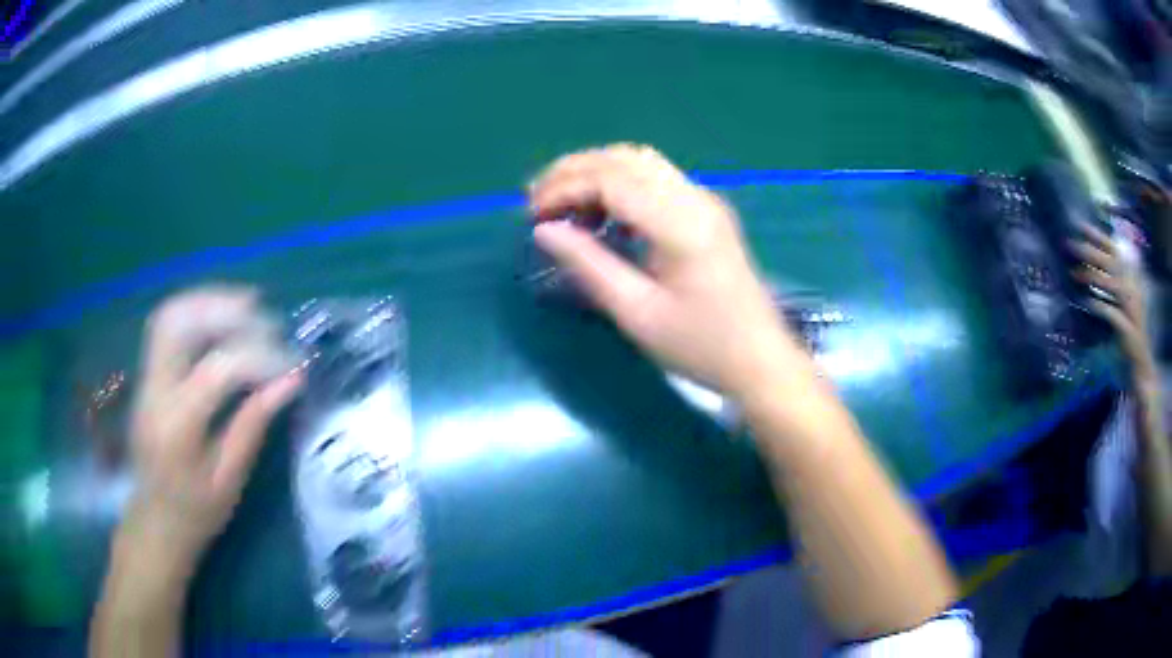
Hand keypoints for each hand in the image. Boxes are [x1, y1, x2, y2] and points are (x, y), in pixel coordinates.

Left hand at [123, 286, 301, 571]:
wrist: (154, 521)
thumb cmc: (195, 512)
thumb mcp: (229, 480)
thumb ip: (253, 425)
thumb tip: (290, 381)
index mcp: (176, 427)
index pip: (216, 369)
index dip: (259, 357)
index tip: (293, 364)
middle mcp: (154, 391)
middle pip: (180, 323)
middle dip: (226, 310)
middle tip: (268, 319)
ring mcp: (146, 378)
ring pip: (170, 315)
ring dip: (210, 301)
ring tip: (249, 305)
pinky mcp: (147, 374)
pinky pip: (168, 325)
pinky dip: (197, 310)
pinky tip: (222, 316)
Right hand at [528, 144, 803, 397]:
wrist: (760, 359)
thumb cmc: (700, 346)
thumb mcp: (637, 313)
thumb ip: (589, 264)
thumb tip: (544, 229)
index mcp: (681, 223)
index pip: (611, 179)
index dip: (564, 188)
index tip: (531, 214)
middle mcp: (695, 198)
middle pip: (625, 158)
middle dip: (574, 170)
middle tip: (536, 199)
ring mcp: (705, 201)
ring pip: (641, 162)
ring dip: (597, 172)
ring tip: (562, 202)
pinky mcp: (707, 211)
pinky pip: (656, 179)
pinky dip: (620, 183)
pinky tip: (601, 212)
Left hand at [1070, 222, 1156, 384]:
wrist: (1140, 363)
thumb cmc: (1128, 330)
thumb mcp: (1120, 301)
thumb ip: (1111, 281)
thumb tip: (1089, 263)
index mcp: (1131, 279)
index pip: (1115, 251)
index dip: (1099, 237)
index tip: (1080, 225)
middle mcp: (1132, 289)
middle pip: (1111, 263)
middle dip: (1090, 251)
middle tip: (1069, 244)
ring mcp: (1131, 308)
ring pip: (1112, 284)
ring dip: (1092, 276)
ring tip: (1074, 273)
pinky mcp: (1127, 329)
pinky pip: (1112, 313)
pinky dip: (1100, 306)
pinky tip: (1087, 301)